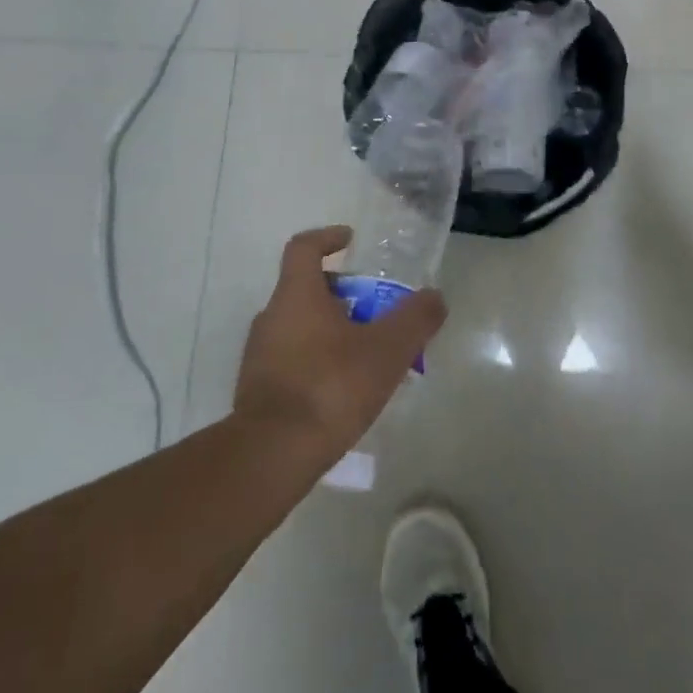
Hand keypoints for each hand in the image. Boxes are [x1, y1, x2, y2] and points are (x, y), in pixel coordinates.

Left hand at [234, 227, 446, 463]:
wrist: (272, 454)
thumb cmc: (331, 387)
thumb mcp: (387, 350)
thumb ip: (415, 319)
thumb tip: (435, 296)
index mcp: (296, 295)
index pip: (304, 247)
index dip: (328, 238)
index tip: (351, 241)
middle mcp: (271, 316)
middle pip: (306, 288)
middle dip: (343, 294)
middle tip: (376, 311)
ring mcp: (259, 354)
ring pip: (300, 326)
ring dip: (331, 330)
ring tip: (366, 355)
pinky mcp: (257, 388)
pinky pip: (292, 359)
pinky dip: (317, 361)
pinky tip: (343, 389)